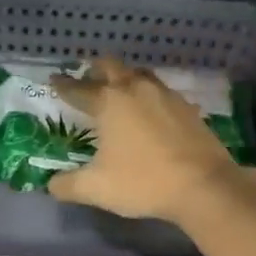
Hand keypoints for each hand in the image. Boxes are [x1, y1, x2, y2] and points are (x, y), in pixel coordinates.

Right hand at [47, 58, 251, 223]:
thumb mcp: (96, 188)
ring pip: (140, 75)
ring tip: (120, 91)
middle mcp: (136, 89)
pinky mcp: (188, 108)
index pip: (78, 89)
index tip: (54, 81)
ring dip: (126, 79)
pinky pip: (163, 93)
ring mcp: (166, 96)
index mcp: (109, 102)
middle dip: (96, 71)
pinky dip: (150, 97)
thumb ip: (67, 185)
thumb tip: (52, 184)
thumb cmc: (142, 182)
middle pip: (111, 67)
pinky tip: (152, 113)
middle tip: (88, 79)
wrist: (203, 186)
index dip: (63, 85)